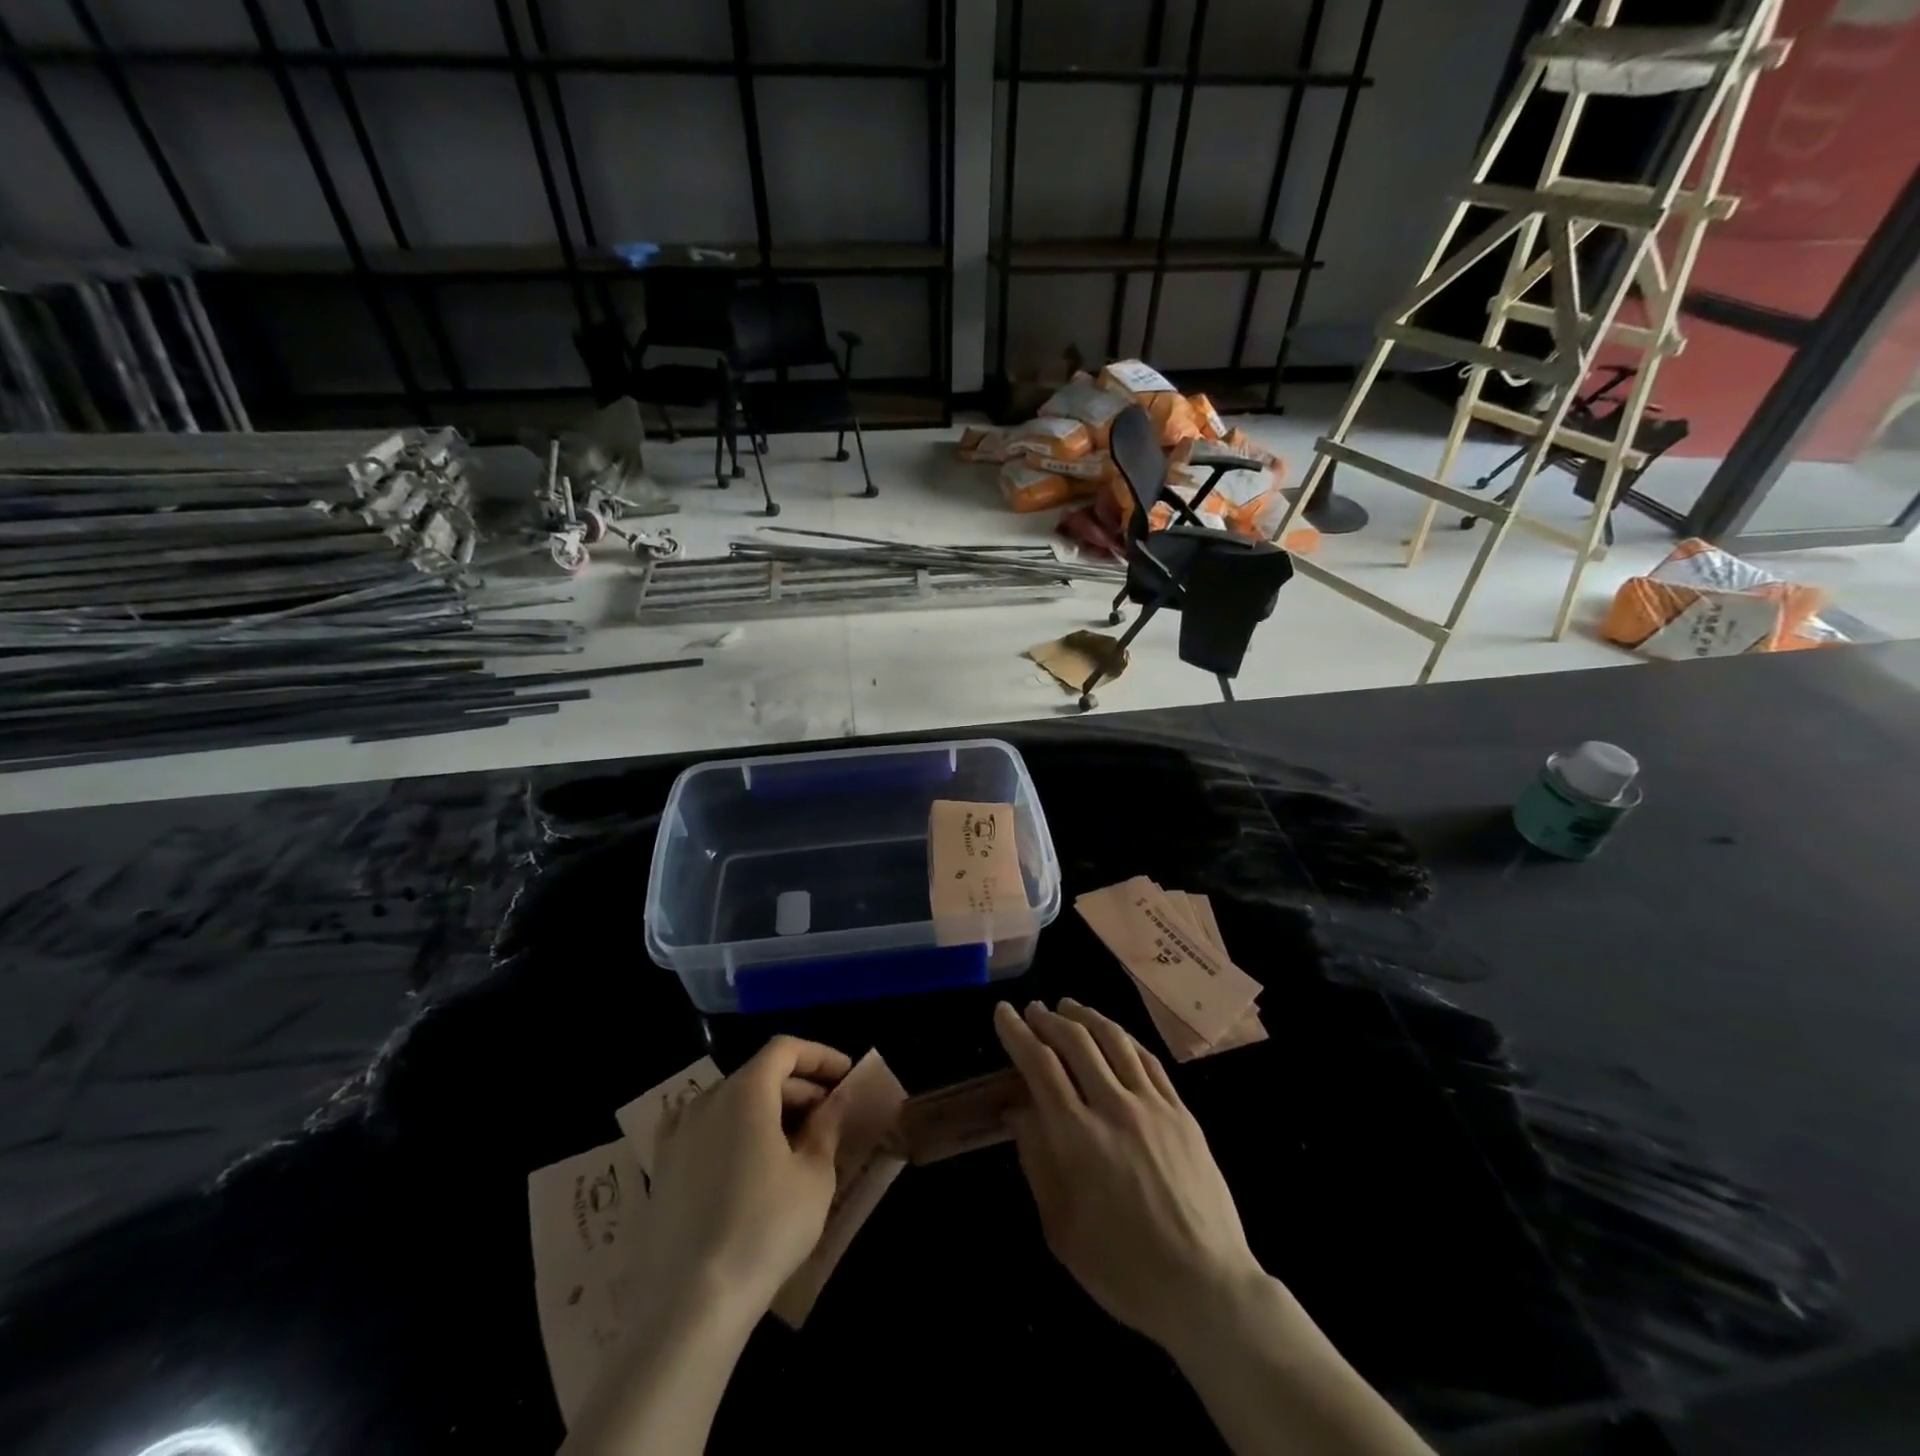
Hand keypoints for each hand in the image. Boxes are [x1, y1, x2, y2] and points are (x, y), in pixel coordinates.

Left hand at [640, 1036, 852, 1322]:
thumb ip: (826, 1127)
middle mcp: (705, 1101)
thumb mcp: (814, 1176)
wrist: (689, 1306)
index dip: (819, 1056)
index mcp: (744, 1092)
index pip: (784, 1049)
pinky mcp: (660, 1170)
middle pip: (758, 1074)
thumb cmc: (764, 1229)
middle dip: (798, 1087)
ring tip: (794, 1142)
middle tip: (828, 1115)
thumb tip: (836, 1099)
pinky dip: (733, 1131)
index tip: (845, 1075)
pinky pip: (704, 1130)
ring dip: (766, 1109)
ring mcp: (676, 1135)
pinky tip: (747, 1163)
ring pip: (730, 1102)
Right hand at [994, 999, 1263, 1353]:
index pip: (1039, 1065)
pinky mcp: (1181, 1111)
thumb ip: (1036, 1159)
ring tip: (1069, 1006)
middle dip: (1048, 1018)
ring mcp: (1152, 1105)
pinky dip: (1124, 1038)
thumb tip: (1017, 1109)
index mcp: (1076, 1137)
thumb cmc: (1121, 1267)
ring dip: (1086, 1016)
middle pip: (1075, 1041)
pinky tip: (1114, 1034)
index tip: (1003, 1012)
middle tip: (1033, 1009)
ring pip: (1114, 1039)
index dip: (1017, 1033)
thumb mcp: (1060, 1226)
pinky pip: (1148, 1059)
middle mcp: (1113, 1107)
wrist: (1204, 1287)